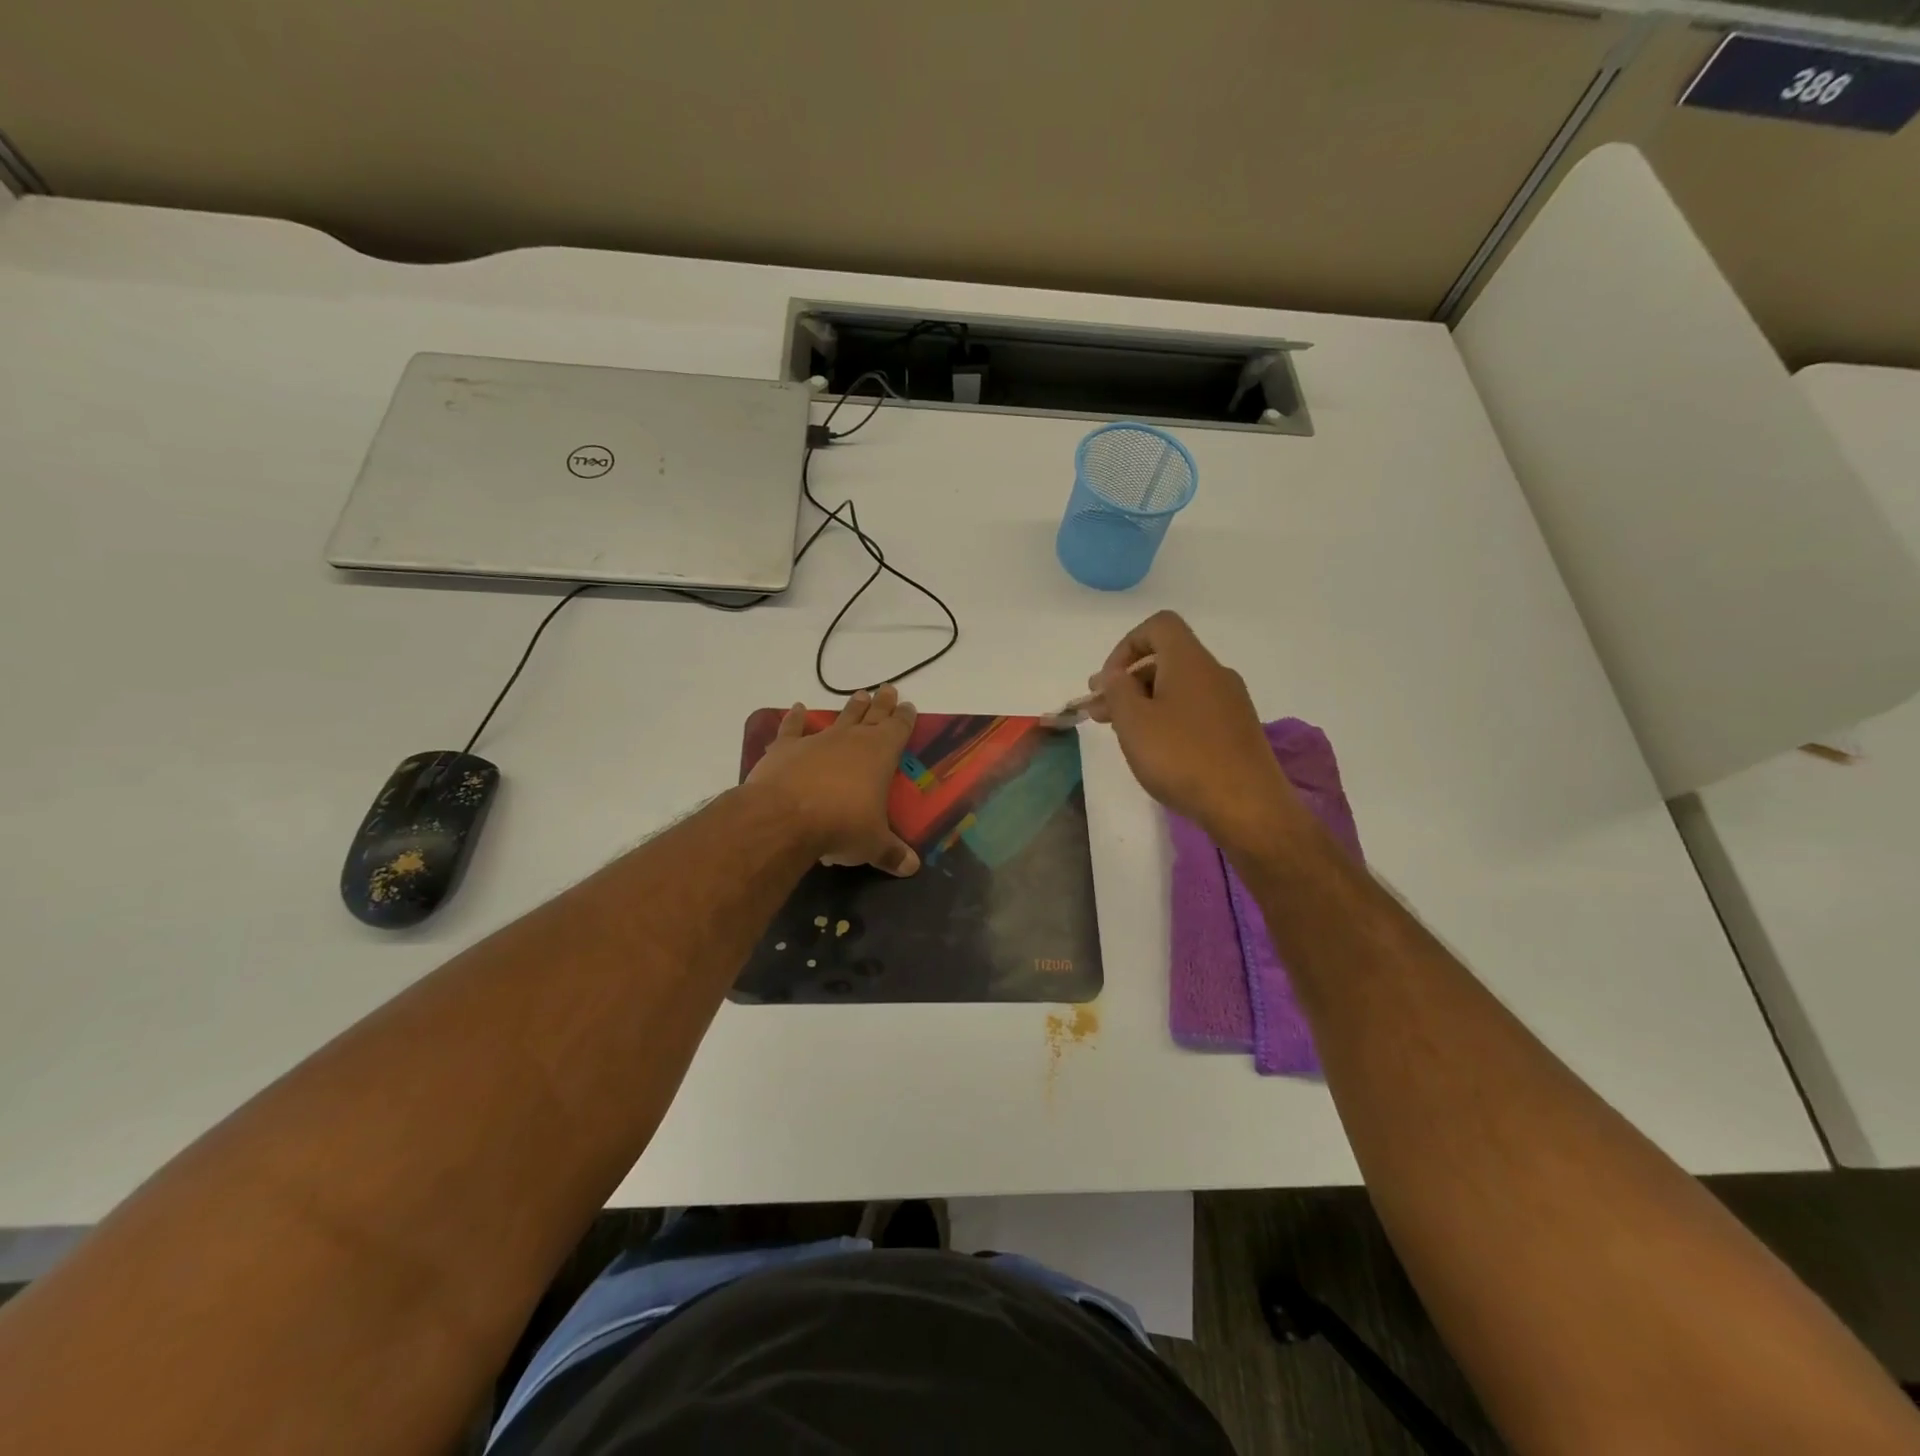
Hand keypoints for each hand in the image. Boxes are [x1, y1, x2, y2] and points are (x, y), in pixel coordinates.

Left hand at [745, 685, 920, 875]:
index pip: (898, 729)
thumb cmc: (841, 826)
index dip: (904, 717)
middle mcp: (851, 740)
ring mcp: (817, 741)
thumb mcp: (872, 844)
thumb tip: (911, 868)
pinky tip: (797, 708)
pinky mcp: (786, 748)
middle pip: (871, 716)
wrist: (785, 818)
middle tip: (887, 689)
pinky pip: (793, 728)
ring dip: (850, 708)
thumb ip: (891, 853)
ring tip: (858, 695)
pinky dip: (795, 718)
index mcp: (880, 755)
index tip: (908, 706)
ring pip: (838, 718)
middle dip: (881, 703)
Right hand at [1087, 611, 1303, 852]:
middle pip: (1166, 659)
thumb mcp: (1133, 722)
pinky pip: (1195, 710)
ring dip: (1146, 703)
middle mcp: (1215, 673)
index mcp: (1190, 661)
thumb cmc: (1182, 757)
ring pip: (1179, 688)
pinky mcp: (1238, 731)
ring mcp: (1231, 702)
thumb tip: (1115, 675)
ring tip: (1123, 735)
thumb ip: (1117, 691)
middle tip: (1100, 713)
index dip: (1126, 646)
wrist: (1247, 806)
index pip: (1158, 626)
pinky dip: (1169, 719)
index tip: (1108, 682)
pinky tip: (1157, 751)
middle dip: (1128, 681)